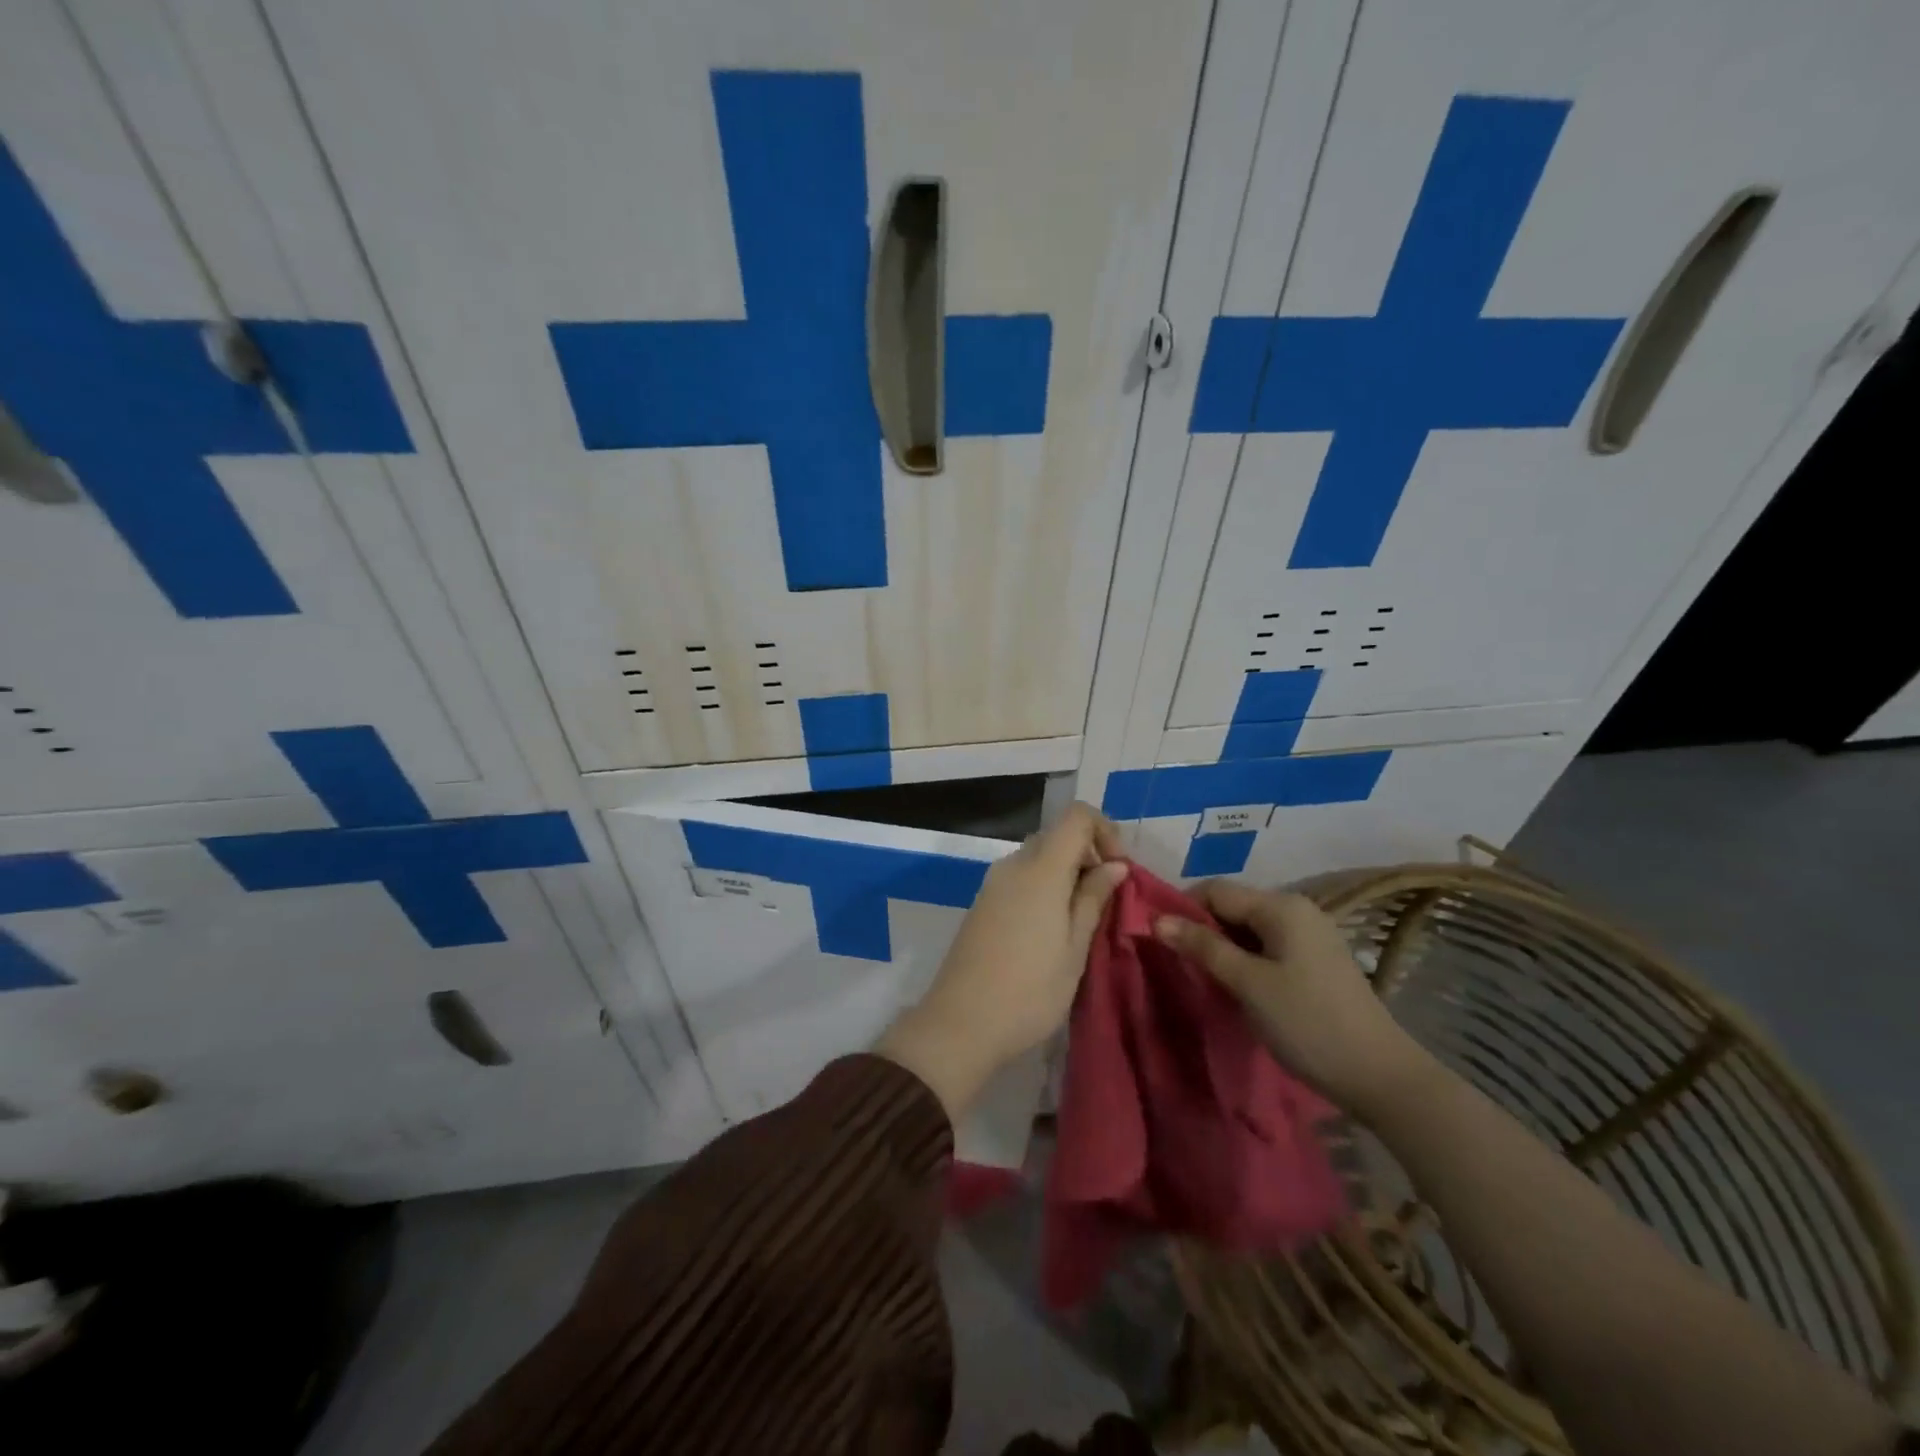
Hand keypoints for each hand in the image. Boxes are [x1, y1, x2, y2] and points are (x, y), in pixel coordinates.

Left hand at [878, 803, 1126, 1118]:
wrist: (960, 1023)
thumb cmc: (1029, 990)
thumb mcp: (1074, 948)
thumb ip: (1093, 899)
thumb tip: (1115, 865)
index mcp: (1041, 869)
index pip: (1077, 816)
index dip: (1105, 831)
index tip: (1120, 871)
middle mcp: (1013, 864)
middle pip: (1057, 836)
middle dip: (1088, 855)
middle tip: (1107, 900)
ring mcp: (993, 883)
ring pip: (1038, 857)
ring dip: (1067, 874)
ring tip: (1084, 920)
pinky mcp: (983, 903)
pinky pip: (1021, 877)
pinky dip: (1045, 887)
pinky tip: (1053, 928)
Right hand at [1154, 879, 1433, 1121]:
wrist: (1380, 1076)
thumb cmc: (1307, 1022)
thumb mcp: (1248, 983)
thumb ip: (1202, 946)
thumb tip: (1156, 919)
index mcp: (1281, 906)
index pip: (1215, 890)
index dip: (1182, 908)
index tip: (1158, 939)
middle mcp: (1296, 910)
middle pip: (1232, 907)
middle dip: (1201, 929)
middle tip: (1177, 963)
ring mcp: (1309, 936)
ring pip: (1248, 929)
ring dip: (1221, 948)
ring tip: (1201, 977)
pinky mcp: (1315, 961)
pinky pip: (1266, 947)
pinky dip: (1244, 960)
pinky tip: (1235, 987)